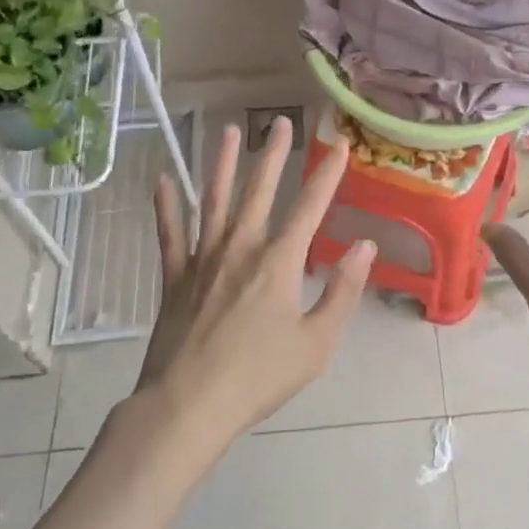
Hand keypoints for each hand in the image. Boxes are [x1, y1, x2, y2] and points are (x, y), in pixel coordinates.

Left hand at [138, 116, 375, 450]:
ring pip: (214, 200)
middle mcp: (240, 247)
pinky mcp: (175, 277)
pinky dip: (167, 206)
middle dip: (273, 154)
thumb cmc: (259, 378)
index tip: (341, 145)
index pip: (310, 206)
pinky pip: (170, 234)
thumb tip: (364, 246)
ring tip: (229, 132)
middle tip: (280, 122)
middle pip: (259, 190)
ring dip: (223, 164)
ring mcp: (203, 259)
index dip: (328, 174)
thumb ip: (343, 291)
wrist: (187, 406)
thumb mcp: (317, 343)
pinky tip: (163, 180)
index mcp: (279, 262)